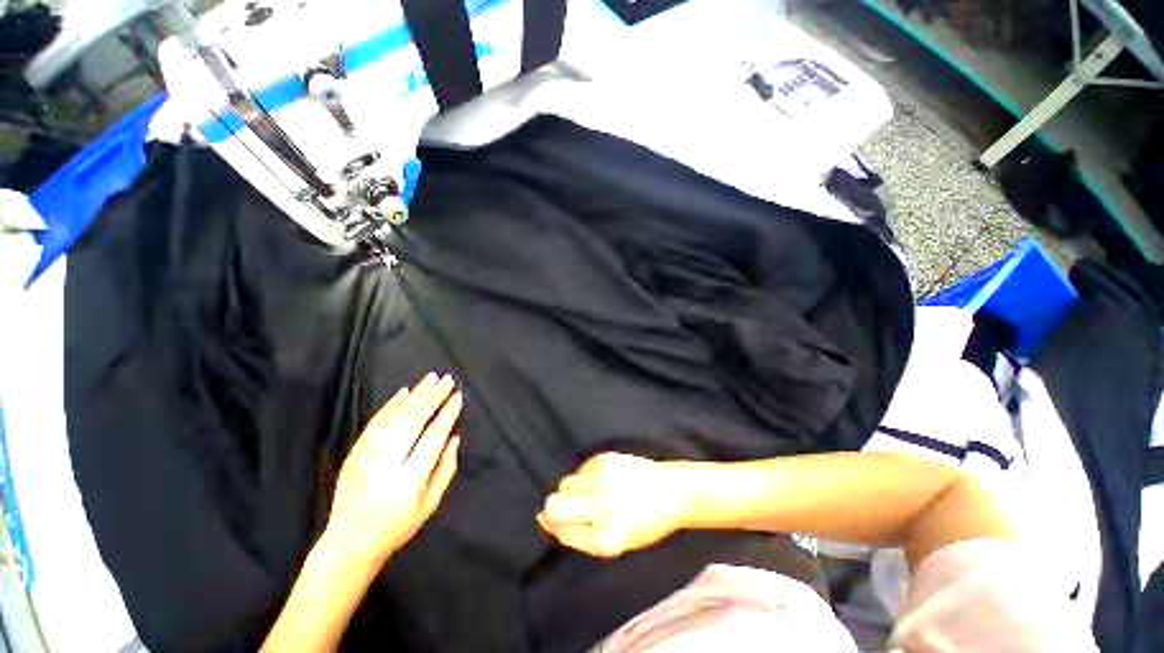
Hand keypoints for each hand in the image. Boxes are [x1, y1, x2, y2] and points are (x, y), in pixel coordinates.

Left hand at [324, 373, 461, 566]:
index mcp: (410, 478)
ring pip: (395, 416)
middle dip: (433, 397)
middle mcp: (388, 462)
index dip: (447, 414)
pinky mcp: (356, 452)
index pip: (433, 437)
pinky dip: (391, 405)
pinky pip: (376, 422)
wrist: (349, 541)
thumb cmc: (397, 525)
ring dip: (415, 394)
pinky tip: (404, 392)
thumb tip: (455, 438)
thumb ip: (446, 470)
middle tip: (448, 380)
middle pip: (414, 420)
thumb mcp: (430, 504)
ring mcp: (368, 455)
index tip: (458, 396)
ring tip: (431, 378)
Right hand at [537, 453, 694, 557]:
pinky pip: (580, 468)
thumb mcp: (615, 541)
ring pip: (564, 484)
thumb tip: (542, 517)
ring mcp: (604, 480)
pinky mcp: (605, 458)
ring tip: (593, 493)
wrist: (673, 491)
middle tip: (573, 507)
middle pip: (554, 504)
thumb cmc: (645, 523)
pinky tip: (604, 479)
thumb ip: (578, 534)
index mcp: (607, 538)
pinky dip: (585, 476)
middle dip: (554, 508)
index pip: (562, 531)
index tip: (563, 522)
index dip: (557, 527)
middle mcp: (603, 507)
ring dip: (572, 491)